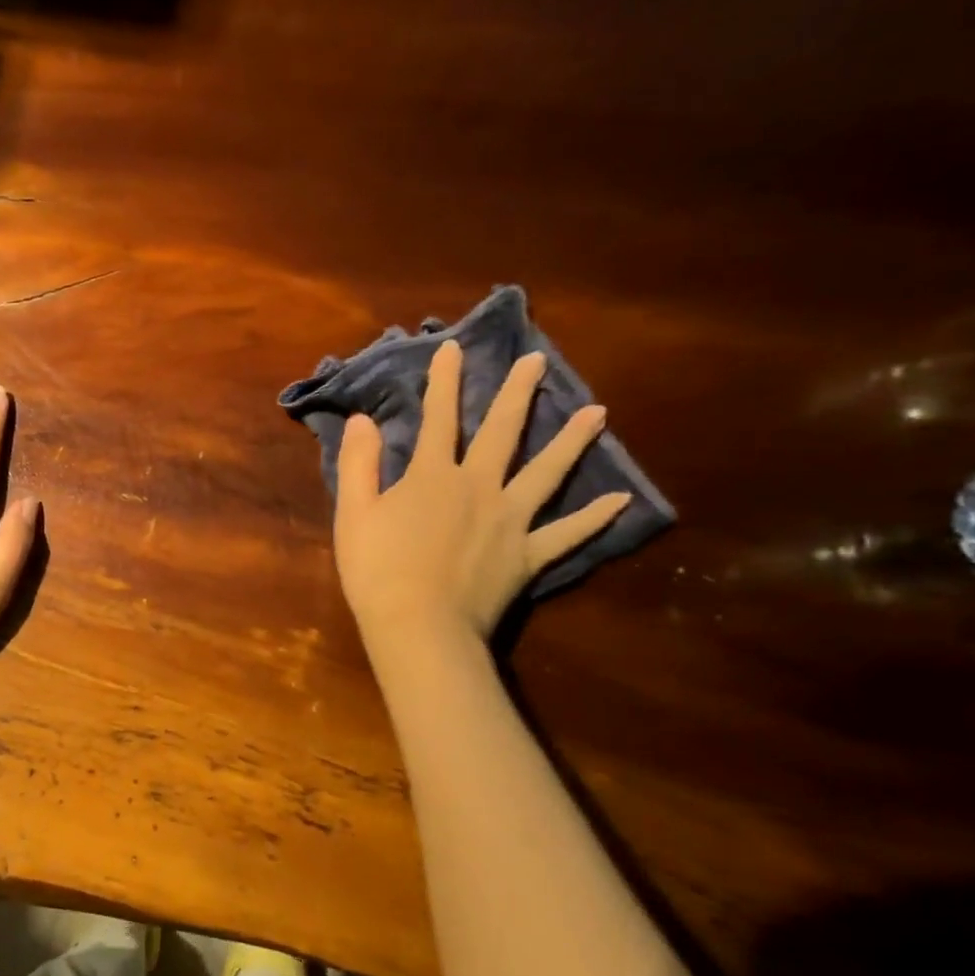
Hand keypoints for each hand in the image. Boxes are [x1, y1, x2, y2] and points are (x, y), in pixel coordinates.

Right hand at [334, 343, 627, 652]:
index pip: (439, 418)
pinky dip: (593, 518)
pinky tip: (621, 501)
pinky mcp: (527, 555)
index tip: (453, 347)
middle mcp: (479, 487)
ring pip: (546, 473)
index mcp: (433, 476)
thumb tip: (364, 420)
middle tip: (537, 361)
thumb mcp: (353, 513)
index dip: (444, 382)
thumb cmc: (378, 570)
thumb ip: (360, 463)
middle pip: (502, 432)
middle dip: (516, 394)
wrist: (419, 628)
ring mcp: (510, 521)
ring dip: (571, 441)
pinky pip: (566, 534)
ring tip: (599, 413)